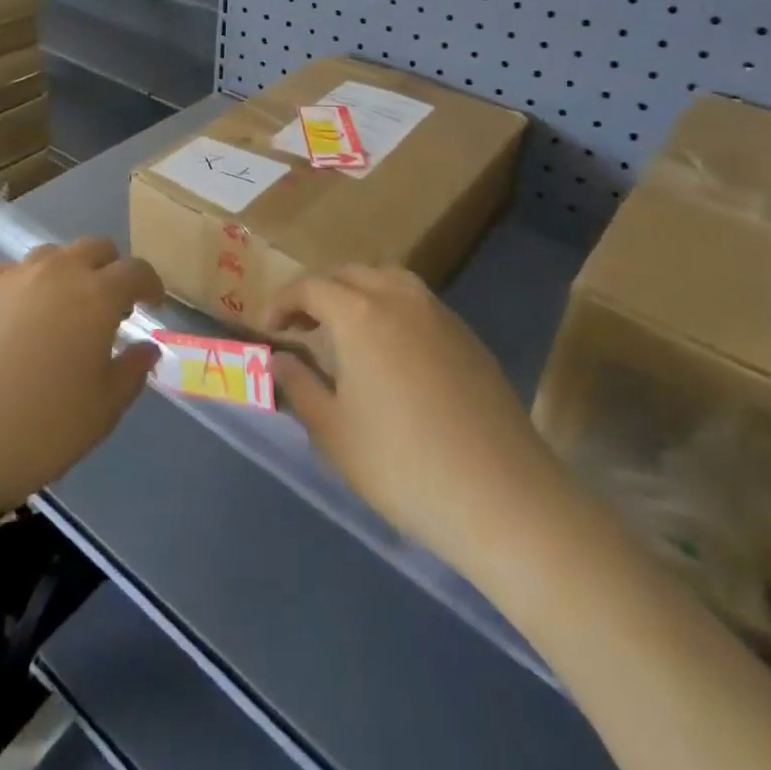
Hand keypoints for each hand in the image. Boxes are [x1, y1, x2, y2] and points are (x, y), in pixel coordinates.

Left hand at [0, 238, 162, 536]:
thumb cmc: (33, 433)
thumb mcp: (100, 413)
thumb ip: (131, 373)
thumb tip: (146, 347)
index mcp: (95, 295)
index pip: (136, 270)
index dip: (151, 284)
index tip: (153, 303)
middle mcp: (54, 271)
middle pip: (94, 248)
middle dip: (110, 269)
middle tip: (111, 306)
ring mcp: (7, 277)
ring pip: (50, 256)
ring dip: (67, 274)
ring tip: (61, 313)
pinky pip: (10, 274)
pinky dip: (25, 287)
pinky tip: (15, 323)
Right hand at [264, 265, 571, 574]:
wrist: (501, 496)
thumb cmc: (402, 464)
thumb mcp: (333, 431)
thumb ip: (299, 386)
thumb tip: (278, 359)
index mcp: (359, 313)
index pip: (310, 287)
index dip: (283, 302)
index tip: (269, 328)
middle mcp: (398, 297)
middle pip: (348, 273)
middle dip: (318, 292)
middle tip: (302, 327)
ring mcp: (439, 313)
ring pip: (387, 279)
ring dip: (358, 292)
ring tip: (346, 330)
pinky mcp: (467, 335)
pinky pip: (417, 302)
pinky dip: (391, 308)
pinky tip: (392, 351)